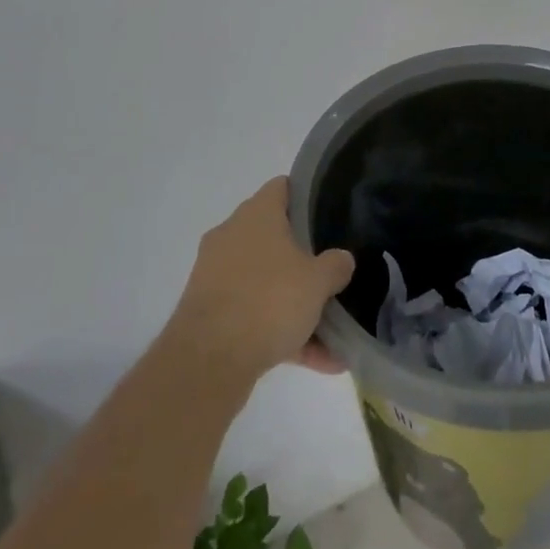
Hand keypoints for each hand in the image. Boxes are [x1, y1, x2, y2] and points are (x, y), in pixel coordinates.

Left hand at [167, 177, 355, 386]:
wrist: (207, 361)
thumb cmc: (268, 300)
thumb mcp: (317, 281)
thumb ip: (335, 265)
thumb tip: (342, 260)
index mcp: (256, 214)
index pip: (282, 187)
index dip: (306, 196)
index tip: (328, 214)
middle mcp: (232, 235)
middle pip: (273, 236)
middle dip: (302, 257)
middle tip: (330, 271)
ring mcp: (216, 274)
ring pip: (265, 281)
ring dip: (294, 303)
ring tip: (330, 332)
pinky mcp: (209, 312)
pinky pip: (252, 315)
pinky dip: (279, 332)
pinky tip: (314, 360)